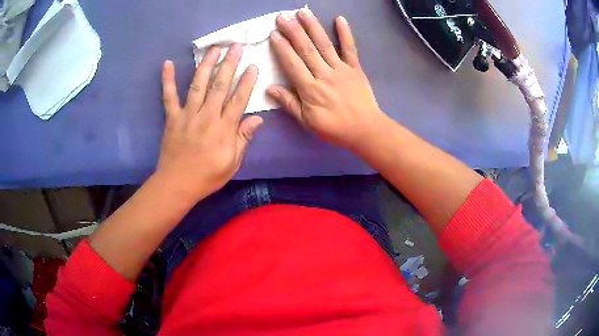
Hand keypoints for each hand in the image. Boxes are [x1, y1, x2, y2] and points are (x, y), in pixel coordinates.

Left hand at [156, 45, 262, 200]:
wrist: (177, 184)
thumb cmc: (207, 176)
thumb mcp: (233, 162)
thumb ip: (243, 138)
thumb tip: (258, 119)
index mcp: (223, 128)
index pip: (238, 100)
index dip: (247, 82)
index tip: (253, 65)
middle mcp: (207, 116)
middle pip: (220, 86)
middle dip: (229, 64)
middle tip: (236, 46)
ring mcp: (187, 115)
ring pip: (198, 85)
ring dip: (206, 64)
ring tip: (214, 48)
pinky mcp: (172, 117)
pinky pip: (169, 96)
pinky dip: (167, 80)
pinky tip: (167, 64)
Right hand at [267, 9, 389, 151]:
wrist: (365, 130)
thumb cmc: (334, 128)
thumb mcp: (307, 121)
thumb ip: (289, 103)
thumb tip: (269, 88)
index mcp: (310, 90)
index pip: (293, 64)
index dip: (282, 48)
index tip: (273, 34)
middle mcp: (324, 75)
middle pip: (306, 49)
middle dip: (294, 31)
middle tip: (283, 16)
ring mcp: (341, 69)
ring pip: (324, 45)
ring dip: (313, 27)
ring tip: (303, 12)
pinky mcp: (355, 68)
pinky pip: (350, 49)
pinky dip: (345, 34)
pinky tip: (340, 19)